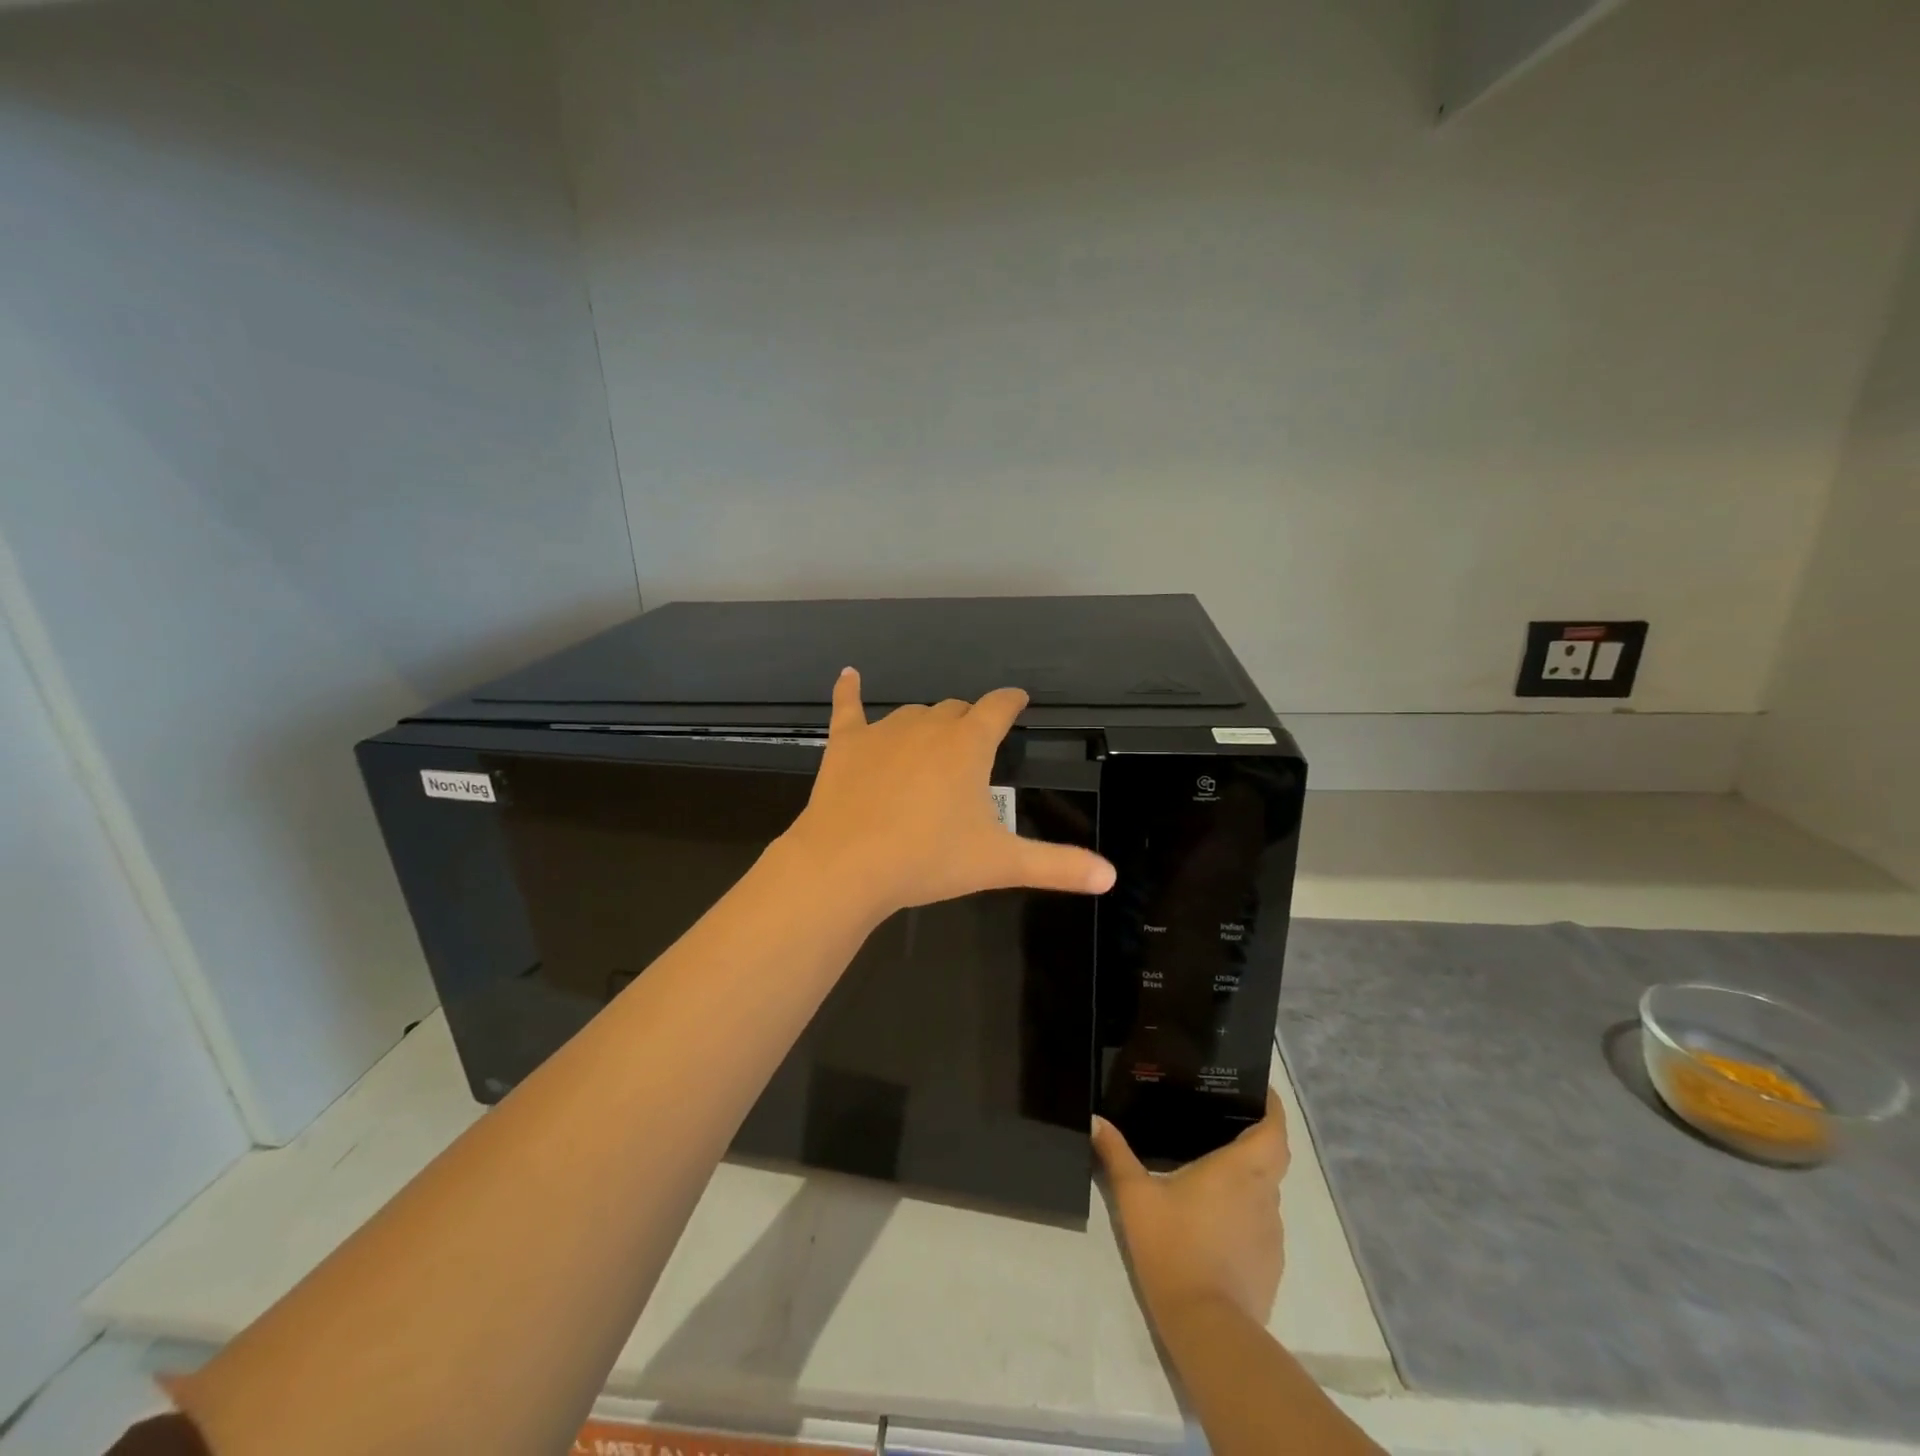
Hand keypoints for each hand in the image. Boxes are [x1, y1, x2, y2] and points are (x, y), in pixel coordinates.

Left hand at [783, 667, 1115, 918]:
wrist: (848, 865)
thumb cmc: (928, 859)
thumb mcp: (999, 863)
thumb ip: (1056, 865)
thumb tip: (1110, 877)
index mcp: (968, 745)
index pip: (998, 708)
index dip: (1011, 702)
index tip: (1018, 700)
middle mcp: (929, 725)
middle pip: (956, 710)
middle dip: (969, 721)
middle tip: (973, 746)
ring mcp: (883, 731)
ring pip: (913, 713)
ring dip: (927, 723)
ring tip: (930, 745)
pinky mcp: (845, 743)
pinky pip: (847, 707)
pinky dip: (849, 690)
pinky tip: (848, 675)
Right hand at [1093, 1091, 1289, 1328]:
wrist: (1207, 1327)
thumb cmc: (1173, 1248)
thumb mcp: (1135, 1197)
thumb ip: (1116, 1155)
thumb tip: (1096, 1120)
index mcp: (1238, 1170)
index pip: (1273, 1131)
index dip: (1273, 1108)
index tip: (1260, 1091)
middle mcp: (1263, 1195)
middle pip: (1273, 1157)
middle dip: (1259, 1136)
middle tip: (1228, 1120)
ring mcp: (1271, 1233)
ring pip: (1267, 1191)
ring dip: (1251, 1177)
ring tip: (1217, 1168)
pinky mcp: (1270, 1265)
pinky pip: (1262, 1224)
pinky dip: (1247, 1212)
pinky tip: (1217, 1219)